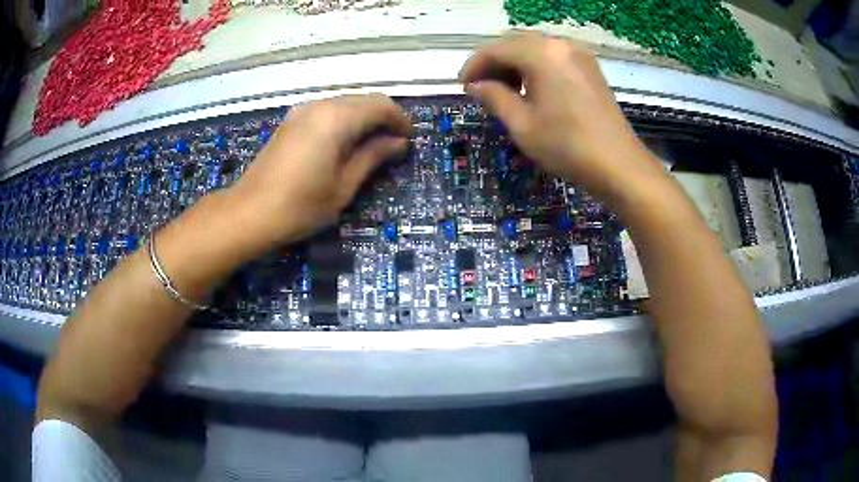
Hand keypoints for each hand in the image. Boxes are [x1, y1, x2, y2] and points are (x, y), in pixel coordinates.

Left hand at [227, 94, 411, 247]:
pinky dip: (343, 121)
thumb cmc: (300, 206)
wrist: (249, 213)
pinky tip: (344, 143)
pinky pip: (326, 111)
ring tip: (372, 146)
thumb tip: (398, 143)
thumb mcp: (344, 186)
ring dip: (363, 118)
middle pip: (363, 100)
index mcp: (337, 119)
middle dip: (383, 118)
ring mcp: (302, 111)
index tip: (409, 139)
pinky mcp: (291, 121)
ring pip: (344, 103)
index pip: (380, 105)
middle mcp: (320, 106)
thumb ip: (372, 157)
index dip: (400, 120)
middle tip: (394, 144)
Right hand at [461, 31, 666, 206]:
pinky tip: (531, 90)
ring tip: (504, 92)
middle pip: (515, 44)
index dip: (474, 66)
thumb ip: (494, 97)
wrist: (619, 166)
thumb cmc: (567, 146)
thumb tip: (475, 86)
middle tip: (481, 89)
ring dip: (514, 65)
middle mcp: (560, 45)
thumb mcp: (522, 125)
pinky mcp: (589, 68)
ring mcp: (578, 55)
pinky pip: (553, 58)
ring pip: (535, 50)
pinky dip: (535, 68)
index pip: (496, 49)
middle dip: (493, 64)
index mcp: (541, 54)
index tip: (462, 87)